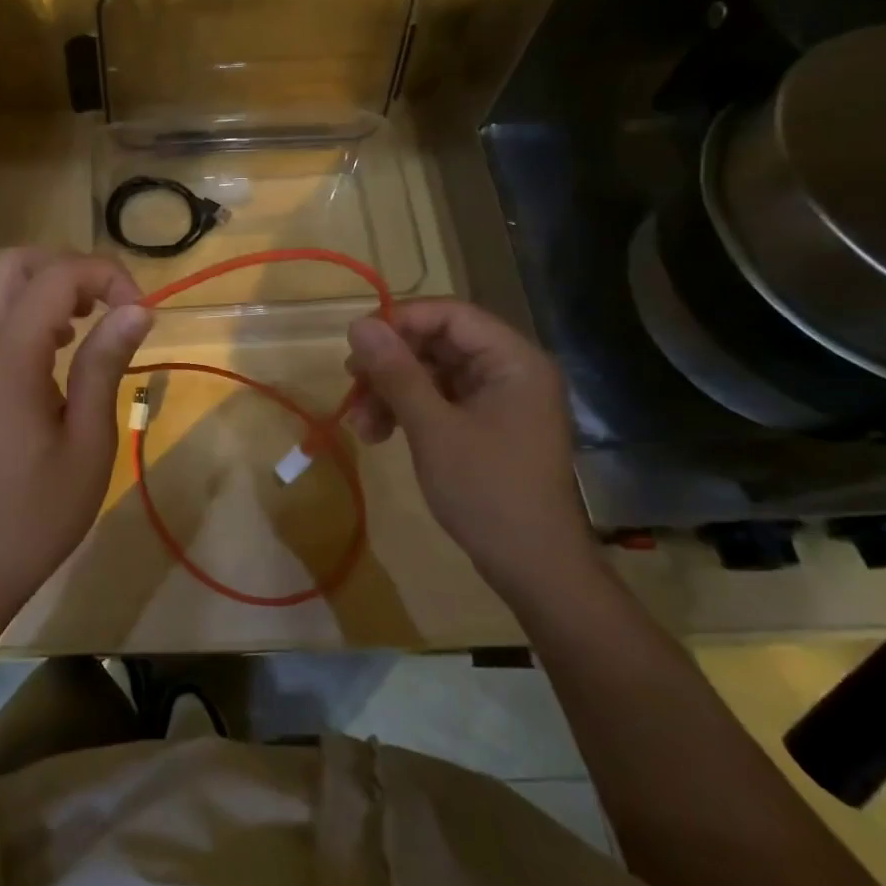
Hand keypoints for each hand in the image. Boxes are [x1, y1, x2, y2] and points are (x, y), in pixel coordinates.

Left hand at [0, 248, 152, 620]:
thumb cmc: (36, 511)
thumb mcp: (89, 441)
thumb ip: (105, 365)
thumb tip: (137, 310)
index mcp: (10, 355)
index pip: (57, 276)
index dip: (106, 276)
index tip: (141, 313)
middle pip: (15, 261)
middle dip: (68, 267)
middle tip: (108, 304)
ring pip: (0, 284)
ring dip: (48, 286)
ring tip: (89, 324)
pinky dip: (30, 310)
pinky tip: (60, 350)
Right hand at [344, 299, 599, 602]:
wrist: (534, 570)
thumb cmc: (487, 491)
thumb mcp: (433, 428)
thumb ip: (396, 372)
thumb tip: (358, 324)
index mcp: (512, 360)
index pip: (451, 315)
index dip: (400, 320)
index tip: (357, 341)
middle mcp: (509, 371)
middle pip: (438, 343)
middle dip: (390, 364)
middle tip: (350, 382)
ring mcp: (498, 400)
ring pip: (432, 374)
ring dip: (391, 392)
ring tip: (360, 424)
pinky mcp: (486, 425)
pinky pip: (439, 401)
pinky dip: (407, 412)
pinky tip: (378, 434)